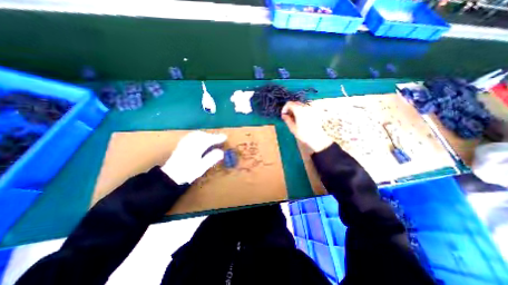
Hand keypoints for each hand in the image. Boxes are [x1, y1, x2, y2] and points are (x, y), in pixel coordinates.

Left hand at [162, 131, 226, 184]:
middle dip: (212, 135)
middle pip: (202, 135)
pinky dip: (198, 135)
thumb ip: (211, 158)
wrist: (170, 176)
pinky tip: (199, 138)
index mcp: (196, 148)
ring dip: (205, 134)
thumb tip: (221, 152)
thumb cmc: (187, 173)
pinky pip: (191, 136)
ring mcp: (184, 143)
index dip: (217, 138)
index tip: (224, 137)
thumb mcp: (201, 168)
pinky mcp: (181, 145)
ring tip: (211, 138)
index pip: (209, 140)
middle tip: (219, 138)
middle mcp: (190, 143)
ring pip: (196, 134)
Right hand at [281, 101, 333, 151]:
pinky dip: (302, 111)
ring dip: (296, 110)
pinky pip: (307, 108)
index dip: (284, 108)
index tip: (283, 115)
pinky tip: (302, 119)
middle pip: (296, 103)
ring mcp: (312, 109)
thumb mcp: (293, 128)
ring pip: (301, 106)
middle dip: (290, 109)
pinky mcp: (316, 112)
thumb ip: (287, 120)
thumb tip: (284, 115)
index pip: (289, 104)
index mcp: (299, 110)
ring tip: (295, 119)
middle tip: (288, 117)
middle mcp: (306, 107)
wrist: (319, 139)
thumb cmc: (305, 135)